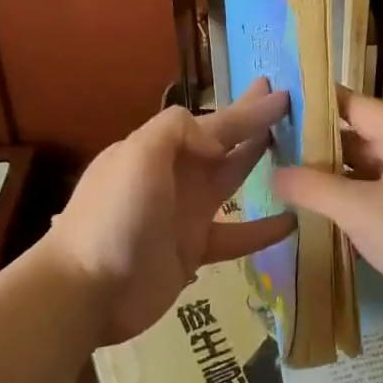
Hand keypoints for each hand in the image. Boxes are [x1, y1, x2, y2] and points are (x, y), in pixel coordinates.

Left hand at [44, 81, 295, 345]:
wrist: (86, 289)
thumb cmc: (114, 215)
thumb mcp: (139, 154)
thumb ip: (177, 131)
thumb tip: (217, 141)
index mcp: (159, 148)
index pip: (212, 122)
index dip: (246, 109)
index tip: (280, 93)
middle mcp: (174, 174)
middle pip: (222, 142)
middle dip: (251, 122)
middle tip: (286, 104)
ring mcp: (183, 213)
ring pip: (231, 180)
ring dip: (257, 163)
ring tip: (295, 152)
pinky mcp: (192, 250)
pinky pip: (236, 235)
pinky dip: (262, 230)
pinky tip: (292, 222)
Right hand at [271, 89, 382, 340]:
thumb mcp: (360, 210)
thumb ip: (312, 187)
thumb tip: (274, 172)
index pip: (349, 103)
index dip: (310, 104)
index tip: (270, 109)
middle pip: (356, 136)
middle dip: (315, 146)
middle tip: (268, 151)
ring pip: (366, 169)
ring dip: (331, 178)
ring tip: (284, 182)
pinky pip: (380, 196)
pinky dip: (352, 202)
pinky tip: (319, 216)